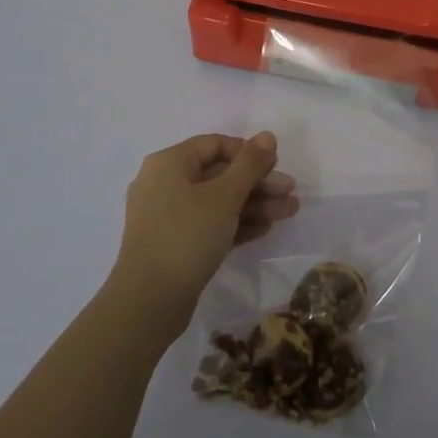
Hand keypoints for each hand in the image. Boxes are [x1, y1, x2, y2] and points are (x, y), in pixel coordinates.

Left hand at [112, 132, 298, 332]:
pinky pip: (209, 223)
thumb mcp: (224, 196)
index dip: (248, 152)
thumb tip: (268, 135)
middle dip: (258, 183)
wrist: (148, 302)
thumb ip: (250, 164)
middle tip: (290, 192)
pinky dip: (235, 223)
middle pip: (219, 174)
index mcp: (169, 163)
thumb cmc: (186, 236)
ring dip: (254, 204)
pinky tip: (265, 229)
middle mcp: (164, 183)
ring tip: (289, 212)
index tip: (276, 166)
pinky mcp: (173, 243)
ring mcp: (167, 216)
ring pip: (217, 201)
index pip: (215, 145)